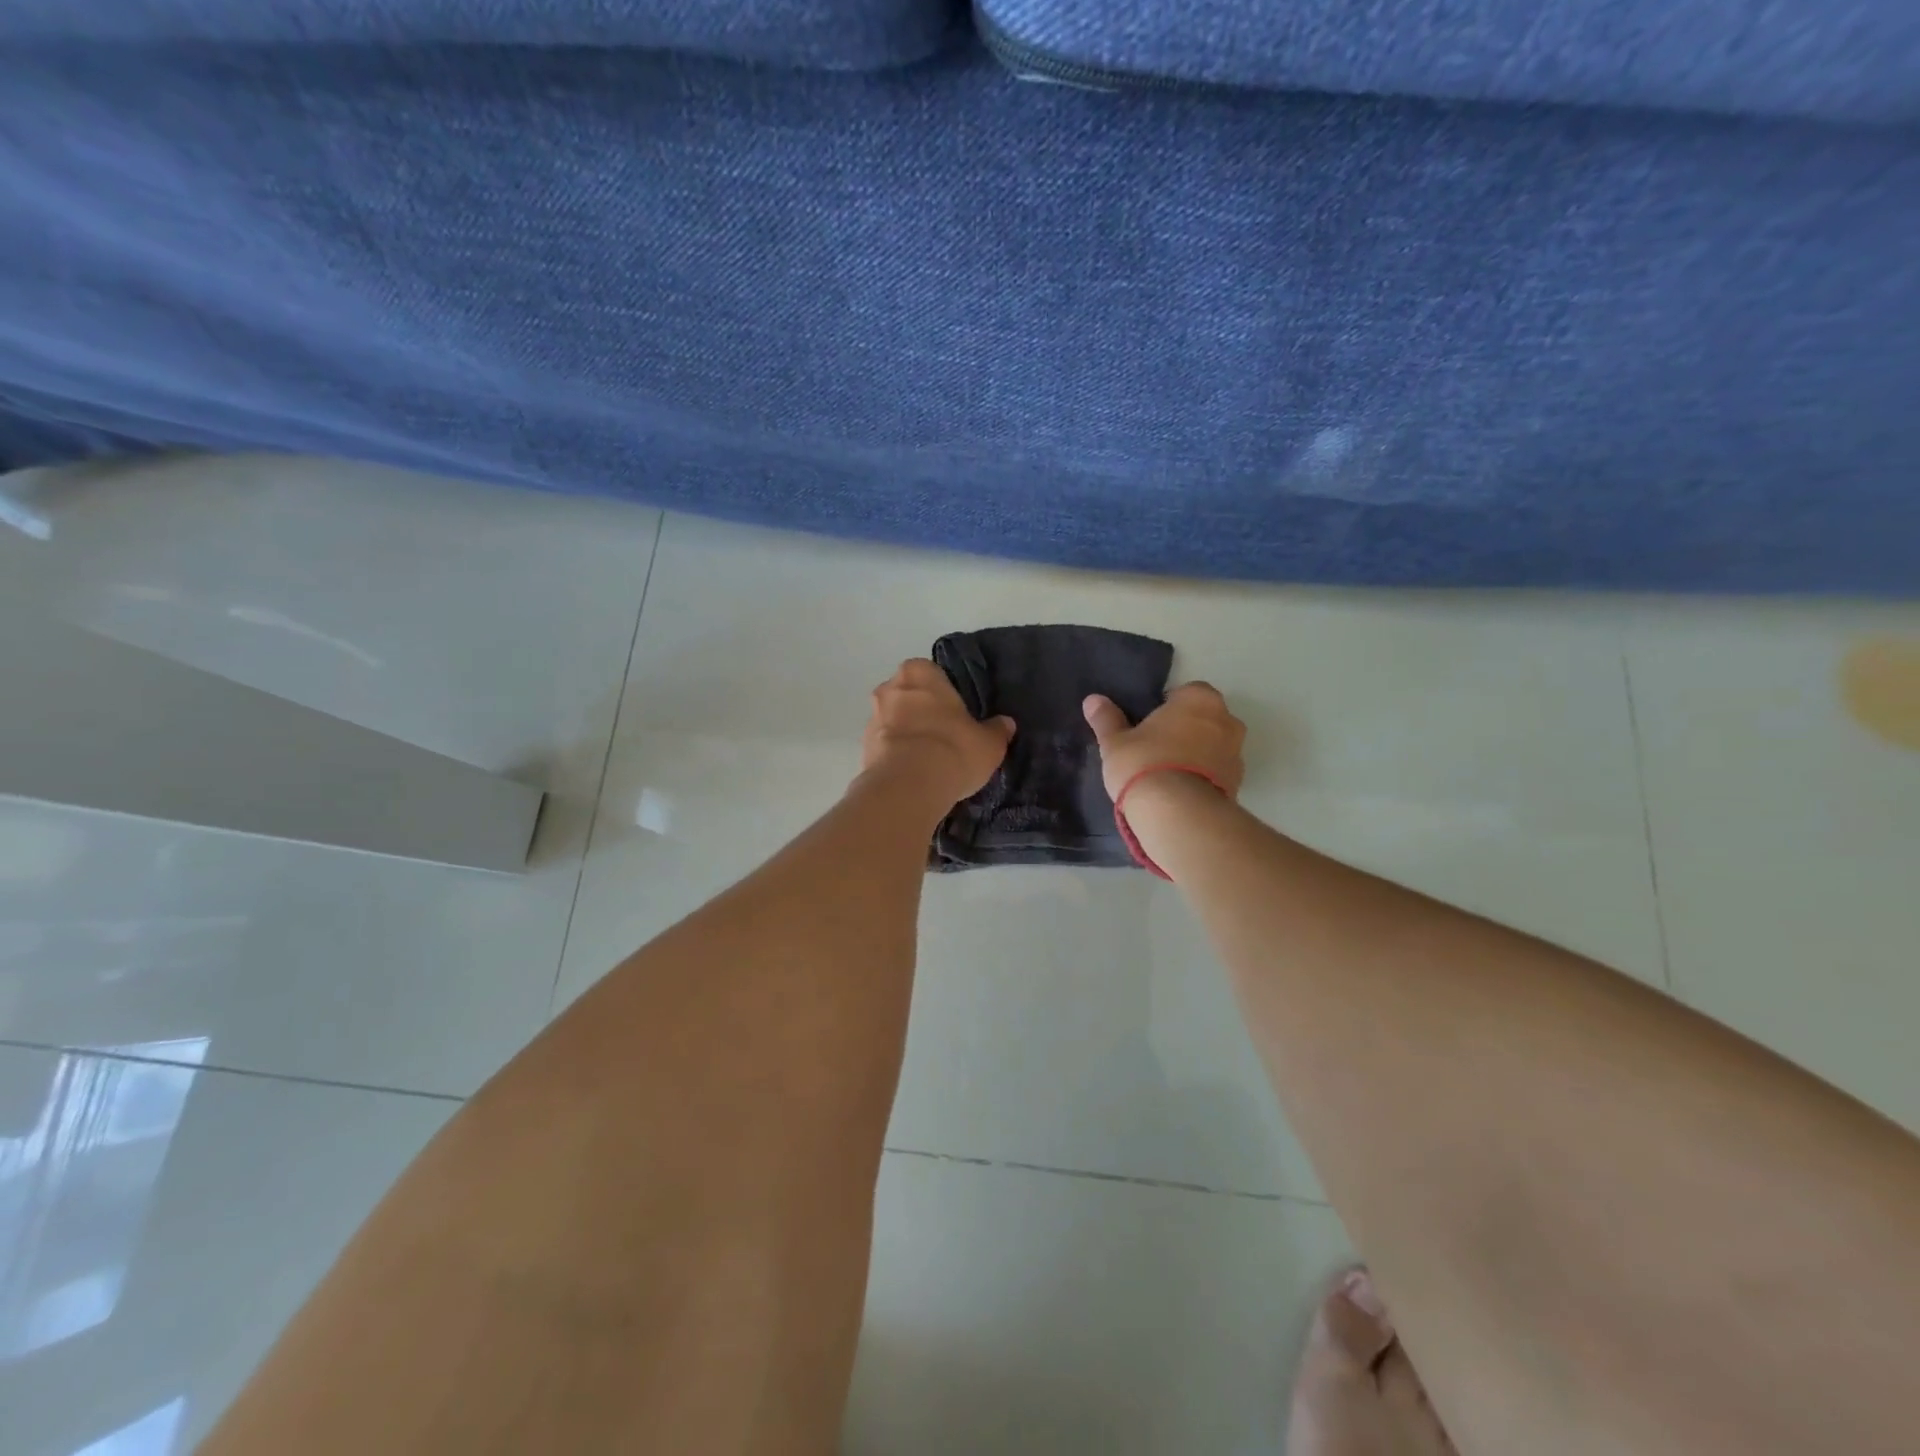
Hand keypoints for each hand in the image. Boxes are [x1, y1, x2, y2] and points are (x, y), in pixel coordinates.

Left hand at [861, 659, 1015, 807]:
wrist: (908, 787)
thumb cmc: (953, 749)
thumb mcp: (989, 742)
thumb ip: (997, 730)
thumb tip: (1005, 724)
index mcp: (919, 672)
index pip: (932, 673)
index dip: (944, 693)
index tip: (956, 713)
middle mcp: (889, 688)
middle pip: (909, 696)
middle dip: (922, 712)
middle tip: (945, 735)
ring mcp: (872, 718)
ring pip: (894, 721)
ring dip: (908, 735)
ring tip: (930, 760)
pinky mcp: (863, 749)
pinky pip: (885, 746)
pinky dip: (897, 755)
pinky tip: (915, 774)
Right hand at [1082, 682, 1245, 802]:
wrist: (1178, 814)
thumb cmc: (1144, 764)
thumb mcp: (1115, 742)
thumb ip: (1106, 719)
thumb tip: (1092, 700)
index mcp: (1199, 699)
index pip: (1185, 692)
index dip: (1166, 708)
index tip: (1148, 726)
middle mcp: (1226, 720)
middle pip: (1203, 718)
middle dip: (1185, 730)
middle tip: (1155, 748)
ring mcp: (1236, 753)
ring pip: (1213, 746)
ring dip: (1196, 755)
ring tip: (1167, 775)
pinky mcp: (1238, 784)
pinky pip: (1217, 772)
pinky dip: (1203, 778)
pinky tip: (1179, 792)